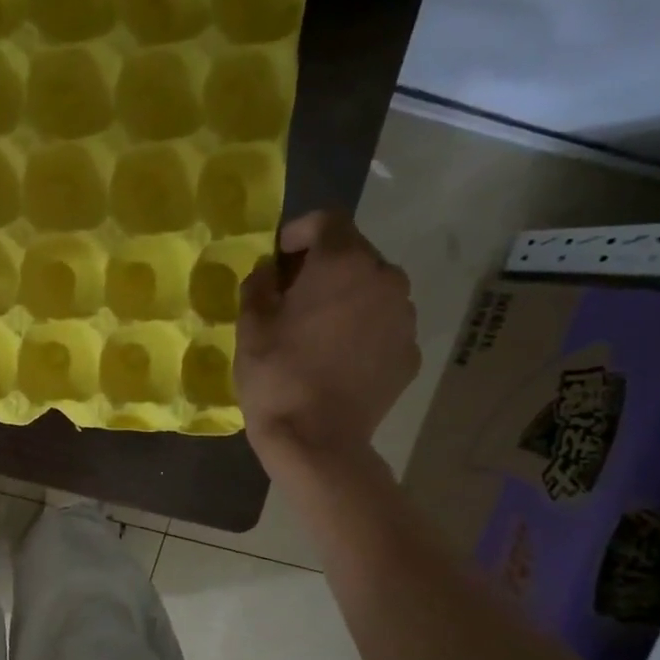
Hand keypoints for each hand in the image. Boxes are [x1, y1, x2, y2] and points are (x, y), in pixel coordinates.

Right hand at [235, 209, 418, 466]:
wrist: (316, 439)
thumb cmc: (276, 374)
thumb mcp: (250, 323)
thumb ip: (260, 283)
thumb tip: (271, 272)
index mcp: (344, 263)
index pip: (327, 220)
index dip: (298, 232)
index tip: (277, 259)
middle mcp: (385, 278)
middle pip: (353, 254)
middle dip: (322, 266)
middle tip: (291, 297)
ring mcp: (404, 317)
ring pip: (372, 290)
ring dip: (345, 297)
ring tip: (316, 330)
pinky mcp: (409, 352)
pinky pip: (382, 325)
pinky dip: (361, 329)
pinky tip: (336, 359)